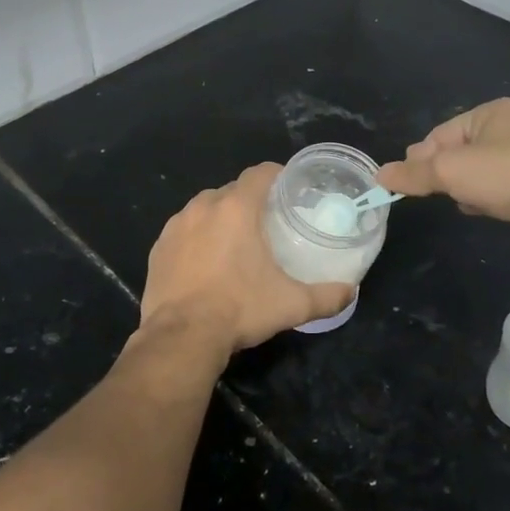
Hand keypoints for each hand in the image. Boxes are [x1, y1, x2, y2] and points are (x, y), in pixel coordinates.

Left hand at [138, 163, 355, 360]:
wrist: (181, 337)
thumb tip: (350, 292)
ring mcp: (175, 226)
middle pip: (232, 191)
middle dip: (250, 201)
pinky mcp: (158, 248)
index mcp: (236, 208)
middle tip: (267, 222)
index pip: (260, 173)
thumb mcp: (292, 305)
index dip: (277, 175)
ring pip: (204, 209)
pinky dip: (196, 238)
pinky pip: (183, 231)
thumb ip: (327, 296)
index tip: (289, 188)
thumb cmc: (240, 310)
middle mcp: (203, 207)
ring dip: (221, 218)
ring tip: (235, 242)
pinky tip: (205, 262)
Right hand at [377, 99, 509, 266]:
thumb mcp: (449, 171)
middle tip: (436, 192)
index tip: (407, 182)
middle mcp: (508, 130)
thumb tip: (379, 176)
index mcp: (490, 113)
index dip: (421, 159)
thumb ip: (412, 174)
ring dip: (464, 189)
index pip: (439, 134)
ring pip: (474, 174)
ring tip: (466, 202)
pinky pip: (494, 190)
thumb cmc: (505, 176)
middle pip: (455, 153)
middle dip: (443, 175)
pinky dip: (484, 200)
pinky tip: (484, 211)